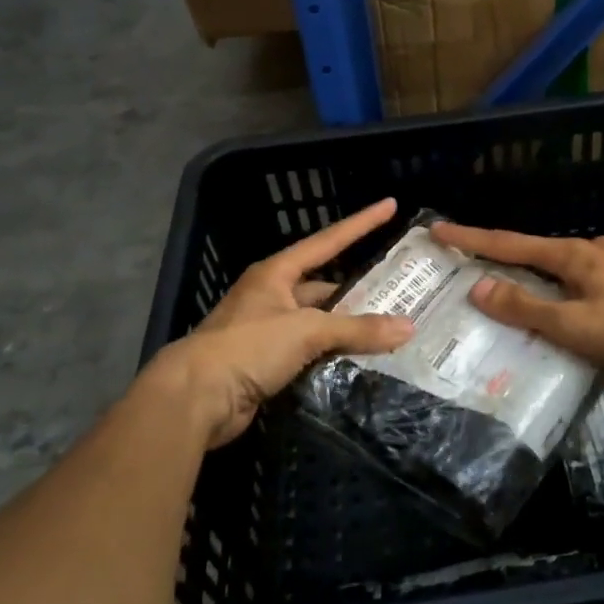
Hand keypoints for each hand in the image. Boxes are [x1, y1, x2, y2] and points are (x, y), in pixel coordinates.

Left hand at [143, 198, 413, 448]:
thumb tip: (408, 328)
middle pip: (326, 287)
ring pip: (319, 323)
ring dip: (348, 328)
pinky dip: (334, 355)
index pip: (328, 241)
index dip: (361, 223)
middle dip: (360, 290)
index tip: (390, 205)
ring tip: (390, 327)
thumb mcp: (306, 331)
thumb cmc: (248, 346)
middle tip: (401, 289)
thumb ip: (358, 329)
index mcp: (277, 273)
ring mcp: (268, 330)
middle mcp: (272, 296)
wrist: (195, 398)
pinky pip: (311, 352)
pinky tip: (362, 359)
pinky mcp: (267, 363)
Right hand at [429, 222, 603, 372]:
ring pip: (557, 263)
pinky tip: (561, 301)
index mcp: (570, 255)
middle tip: (467, 262)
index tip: (438, 229)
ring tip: (510, 287)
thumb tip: (478, 287)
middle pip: (531, 249)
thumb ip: (526, 307)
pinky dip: (555, 283)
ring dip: (529, 271)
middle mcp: (587, 248)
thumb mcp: (573, 325)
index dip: (471, 239)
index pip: (508, 243)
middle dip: (497, 254)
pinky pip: (577, 275)